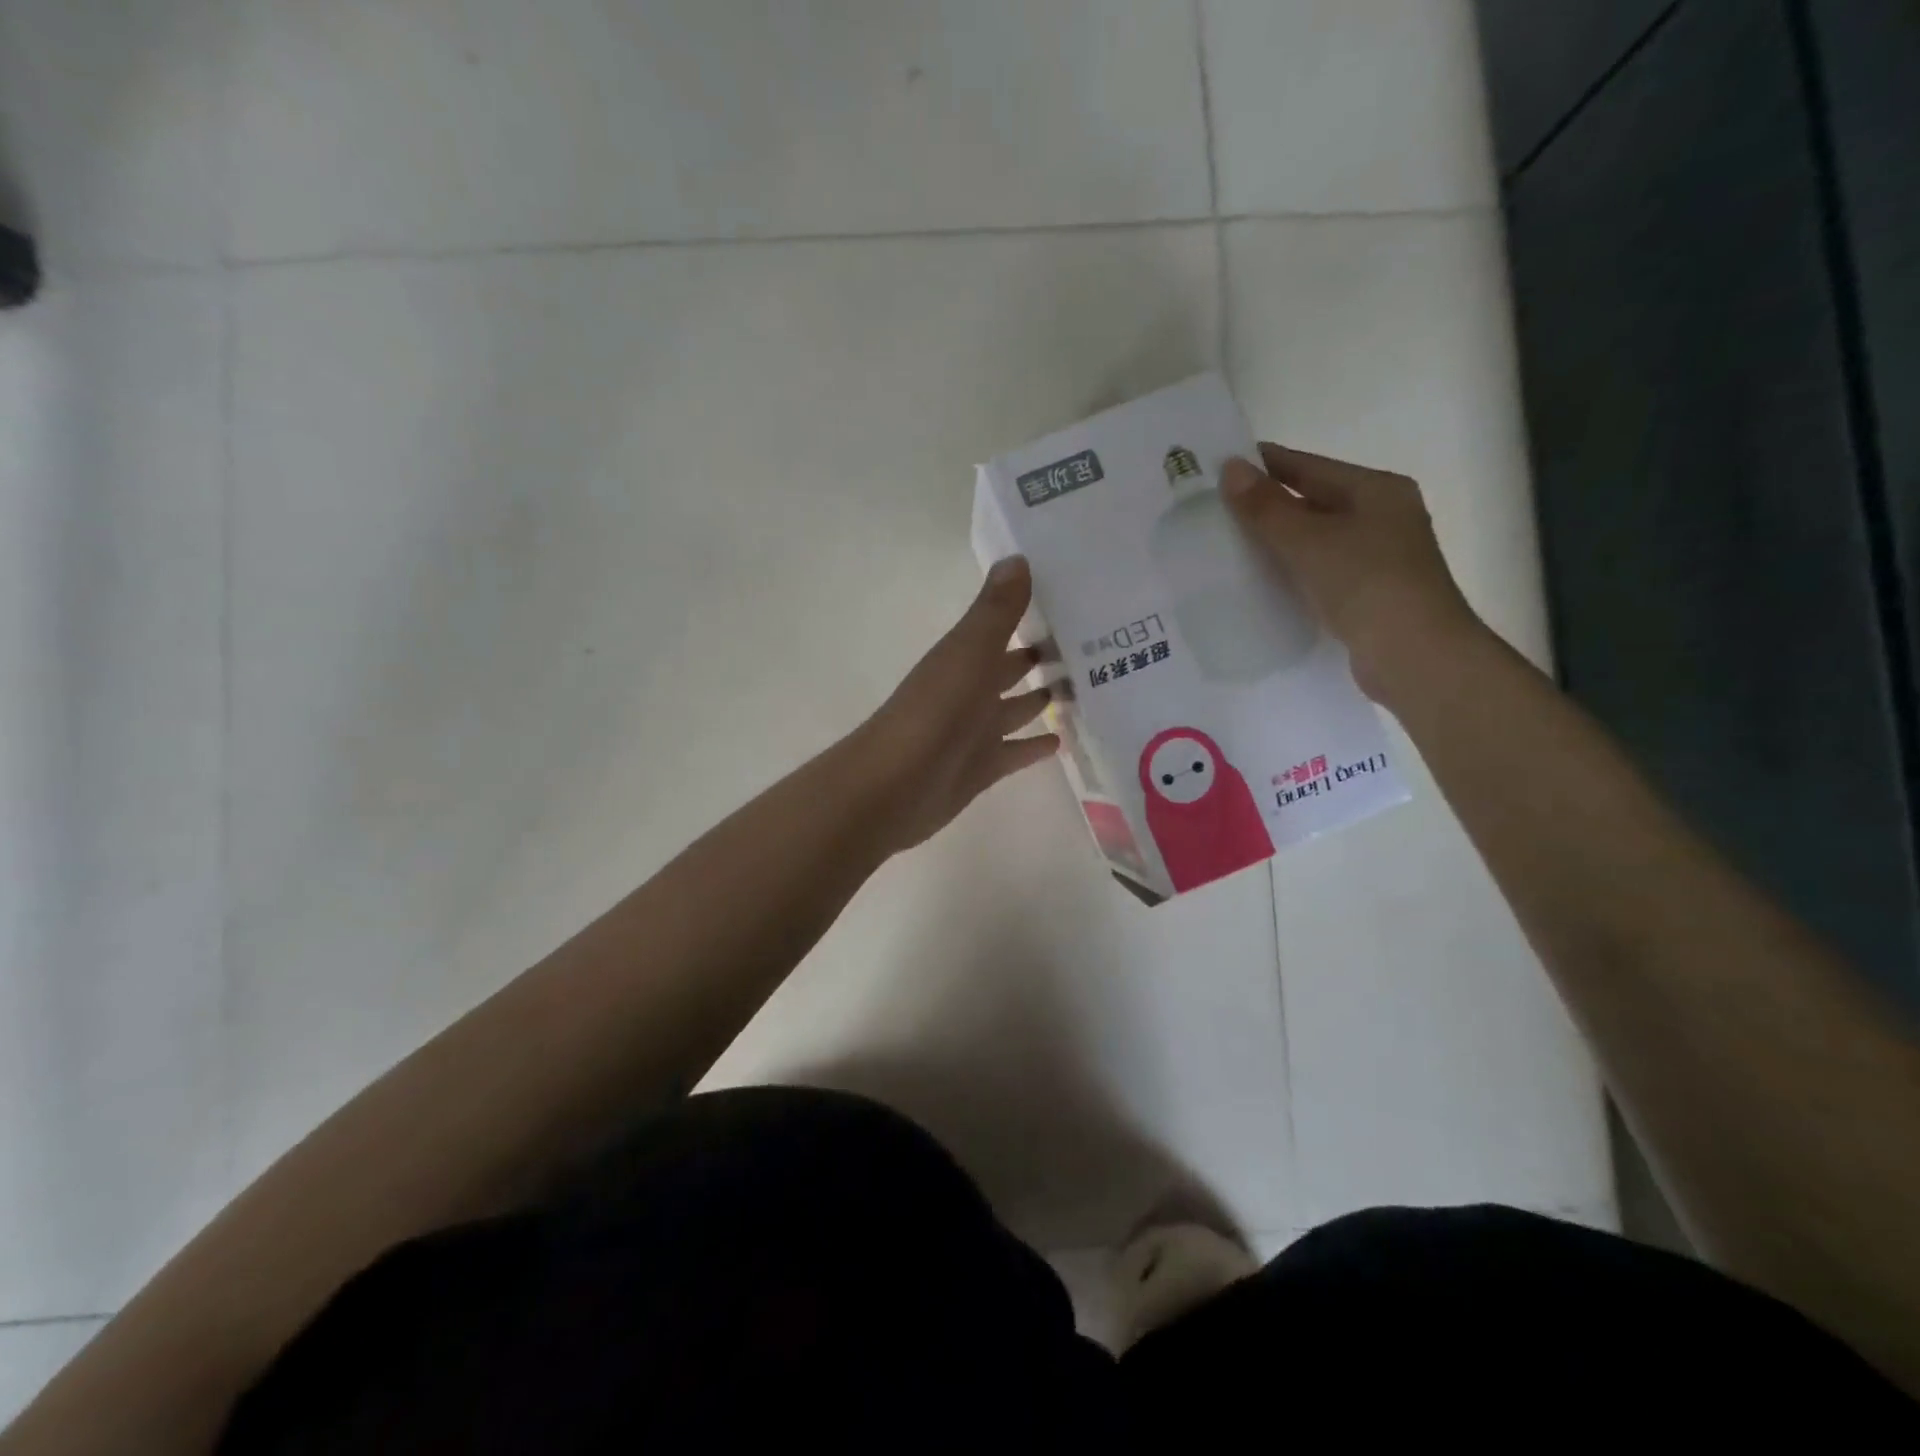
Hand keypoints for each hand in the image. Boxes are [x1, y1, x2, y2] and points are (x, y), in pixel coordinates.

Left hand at [856, 556, 1060, 852]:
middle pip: (1011, 668)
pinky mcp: (982, 768)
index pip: (1003, 628)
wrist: (894, 787)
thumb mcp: (969, 653)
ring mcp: (975, 731)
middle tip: (1092, 646)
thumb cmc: (934, 713)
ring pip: (1015, 709)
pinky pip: (1015, 752)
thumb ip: (995, 610)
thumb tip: (1018, 556)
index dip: (1032, 614)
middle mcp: (970, 690)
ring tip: (1087, 689)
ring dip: (1042, 699)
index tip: (1076, 601)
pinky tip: (1062, 741)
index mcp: (965, 657)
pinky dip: (1035, 746)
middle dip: (1042, 657)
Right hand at [1222, 443, 1483, 702]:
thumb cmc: (1367, 585)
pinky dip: (1288, 572)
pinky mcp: (1365, 595)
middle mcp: (1380, 517)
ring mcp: (1375, 558)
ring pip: (1312, 540)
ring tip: (1222, 545)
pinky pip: (1316, 572)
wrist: (1414, 657)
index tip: (1217, 466)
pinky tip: (1255, 582)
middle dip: (1264, 506)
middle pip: (1311, 501)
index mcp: (1376, 490)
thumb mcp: (1310, 540)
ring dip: (1273, 542)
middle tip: (1211, 509)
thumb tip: (1230, 468)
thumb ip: (1267, 507)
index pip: (1308, 466)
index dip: (1263, 464)